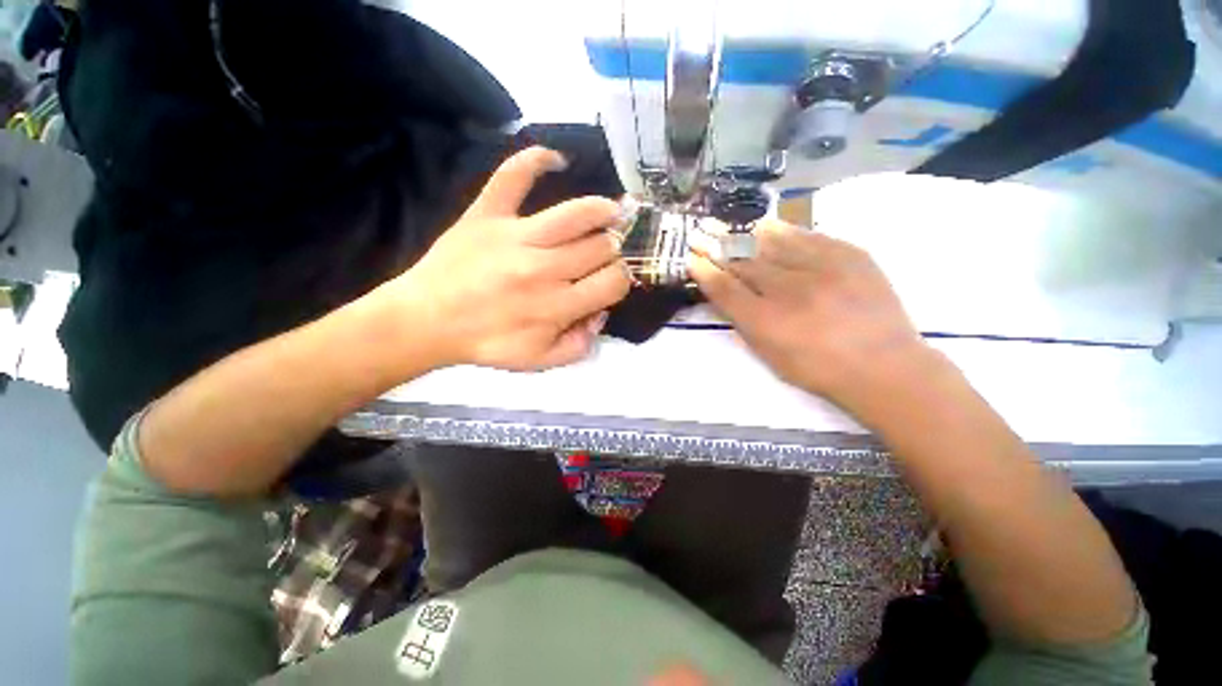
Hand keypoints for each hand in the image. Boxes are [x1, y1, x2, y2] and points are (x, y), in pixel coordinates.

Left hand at [387, 147, 630, 370]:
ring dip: (603, 210)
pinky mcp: (487, 214)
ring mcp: (515, 236)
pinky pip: (514, 176)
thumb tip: (600, 312)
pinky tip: (556, 160)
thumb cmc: (487, 343)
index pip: (613, 282)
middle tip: (605, 254)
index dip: (621, 280)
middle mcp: (544, 268)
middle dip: (612, 251)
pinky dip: (536, 160)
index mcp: (557, 306)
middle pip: (601, 247)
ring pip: (576, 213)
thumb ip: (580, 345)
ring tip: (612, 212)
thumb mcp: (540, 360)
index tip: (612, 280)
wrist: (426, 321)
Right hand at [689, 219, 939, 417]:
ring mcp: (822, 270)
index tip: (691, 258)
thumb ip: (744, 323)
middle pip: (744, 263)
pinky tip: (768, 226)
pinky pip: (809, 237)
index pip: (725, 289)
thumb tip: (725, 294)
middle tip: (700, 234)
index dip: (705, 272)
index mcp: (766, 322)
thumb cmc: (817, 369)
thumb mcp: (770, 354)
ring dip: (745, 235)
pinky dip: (784, 231)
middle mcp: (789, 291)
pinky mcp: (850, 256)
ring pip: (773, 244)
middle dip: (717, 247)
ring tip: (728, 226)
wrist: (884, 365)